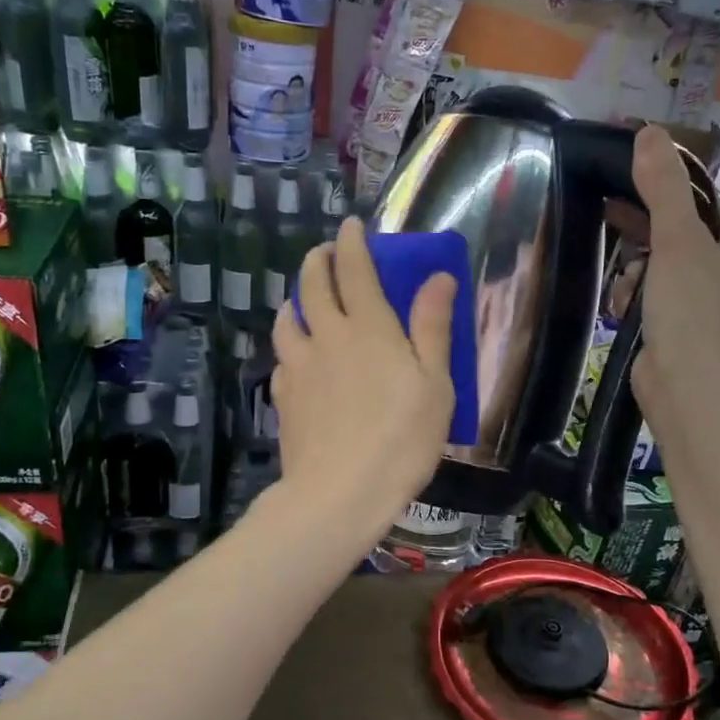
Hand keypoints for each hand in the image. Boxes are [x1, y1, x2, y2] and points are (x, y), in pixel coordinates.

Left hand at [270, 218, 456, 546]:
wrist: (340, 493)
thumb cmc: (402, 439)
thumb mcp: (435, 383)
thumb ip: (432, 326)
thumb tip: (438, 276)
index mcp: (369, 328)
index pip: (354, 269)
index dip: (352, 242)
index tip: (351, 226)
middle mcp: (327, 336)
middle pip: (313, 285)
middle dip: (318, 261)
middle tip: (325, 254)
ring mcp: (298, 366)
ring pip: (288, 319)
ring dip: (296, 301)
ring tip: (304, 302)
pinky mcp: (283, 397)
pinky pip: (282, 359)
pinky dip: (290, 347)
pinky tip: (297, 360)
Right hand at [610, 127, 719, 418]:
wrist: (689, 389)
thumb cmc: (694, 309)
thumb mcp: (677, 240)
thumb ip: (663, 186)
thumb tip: (650, 132)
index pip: (707, 204)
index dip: (665, 195)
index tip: (626, 191)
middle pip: (685, 238)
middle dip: (646, 240)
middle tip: (612, 226)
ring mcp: (719, 308)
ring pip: (667, 270)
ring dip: (637, 274)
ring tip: (625, 291)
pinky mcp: (693, 333)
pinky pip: (662, 301)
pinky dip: (641, 301)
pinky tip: (624, 311)